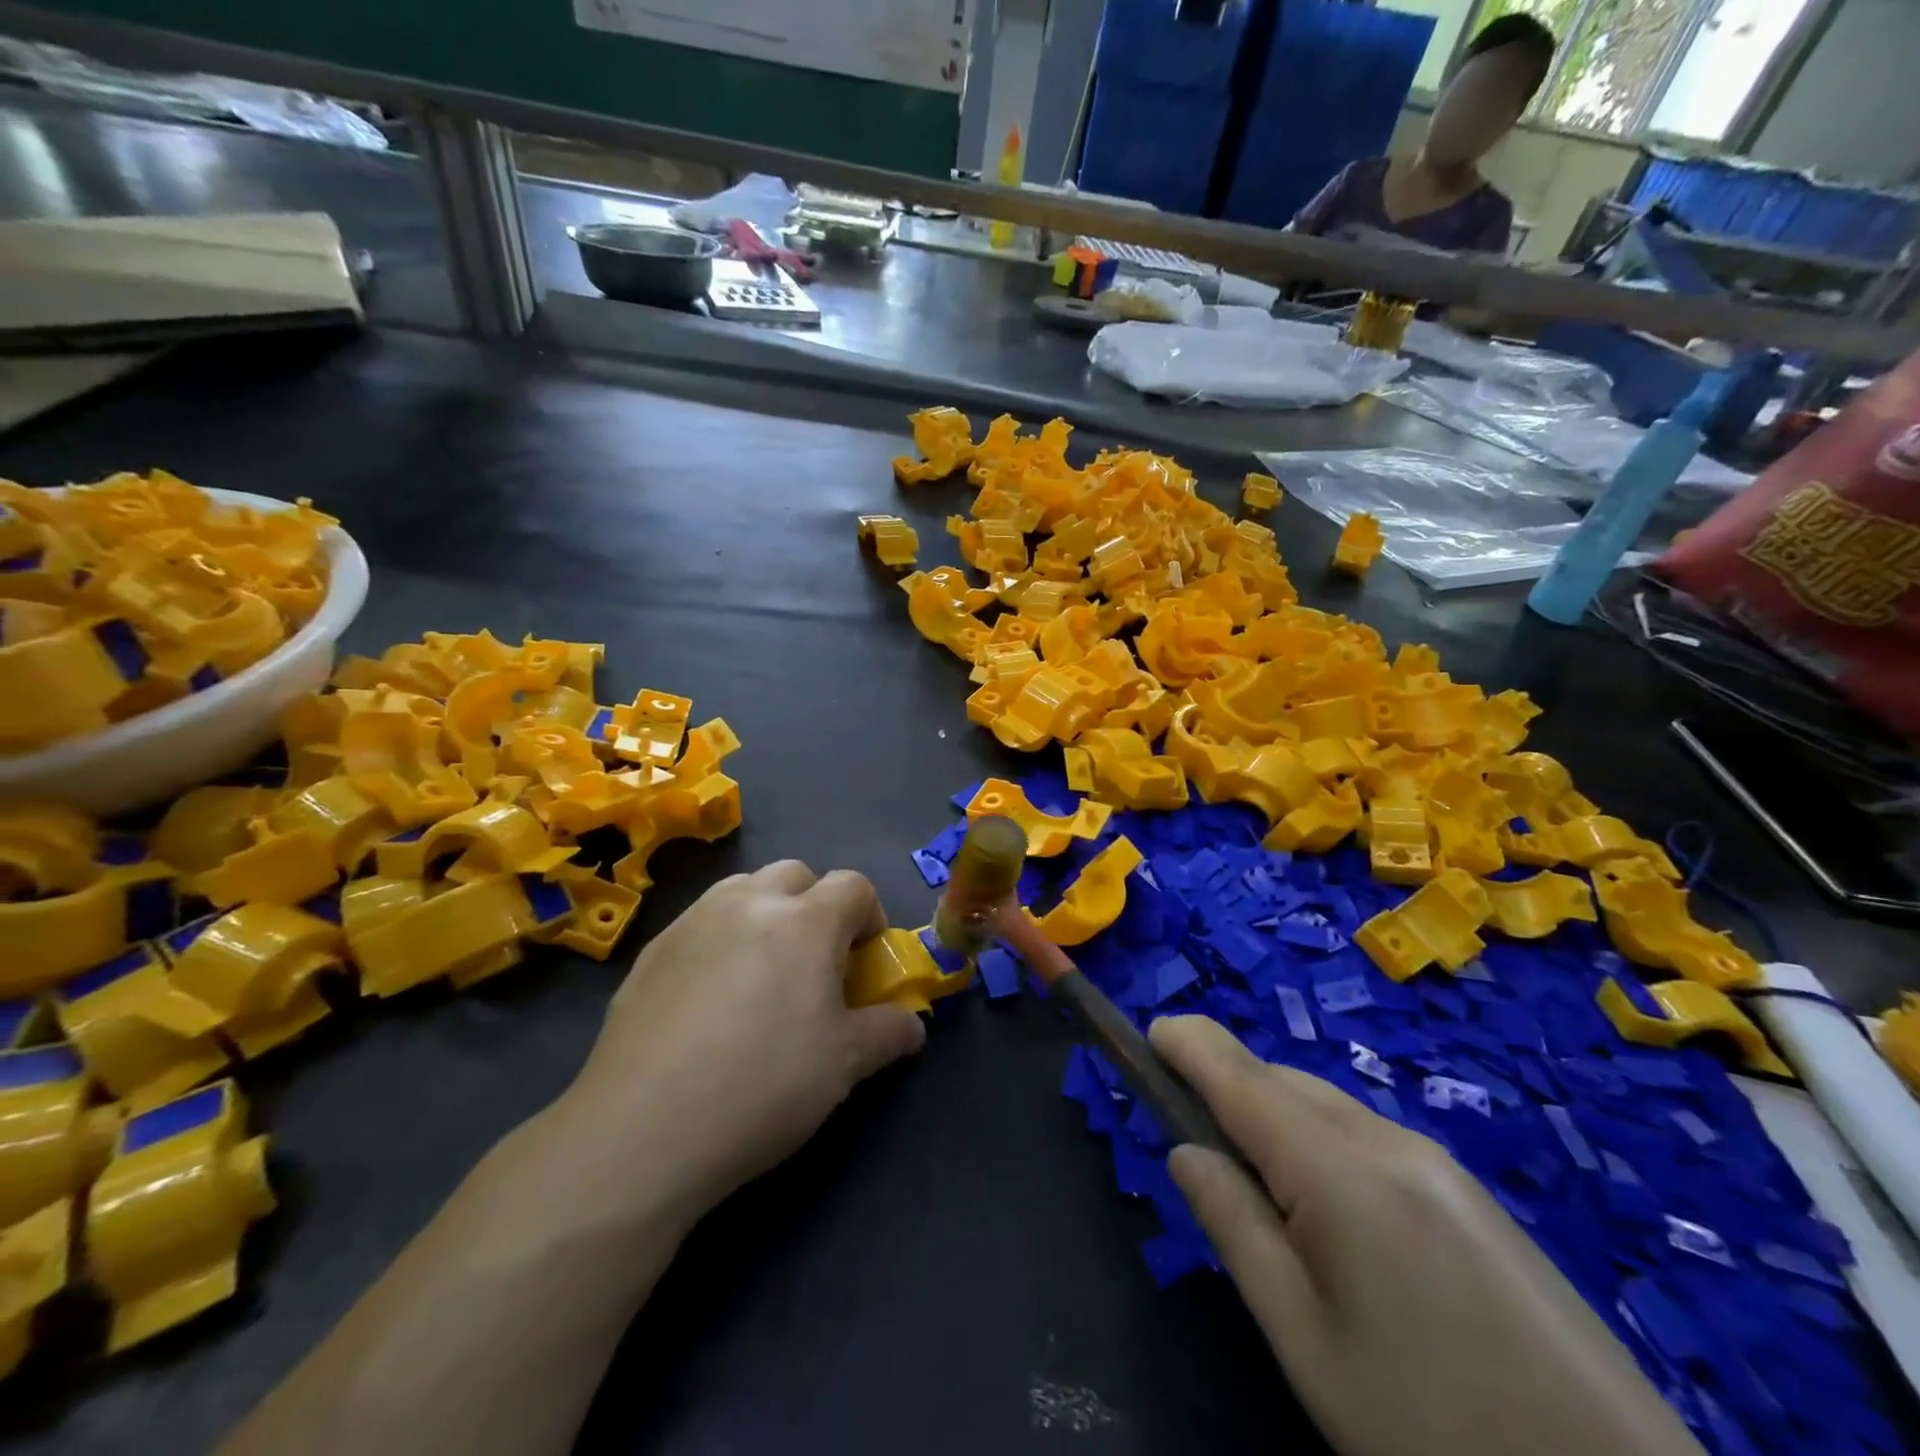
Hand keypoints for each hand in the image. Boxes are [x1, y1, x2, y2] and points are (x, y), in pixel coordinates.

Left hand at [560, 862, 926, 1218]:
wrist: (643, 1129)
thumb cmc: (763, 1086)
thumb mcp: (845, 1065)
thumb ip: (889, 1033)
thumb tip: (913, 1026)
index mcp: (806, 921)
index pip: (854, 886)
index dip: (870, 917)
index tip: (865, 961)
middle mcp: (750, 902)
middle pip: (798, 873)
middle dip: (817, 904)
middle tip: (815, 961)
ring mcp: (695, 920)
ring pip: (745, 888)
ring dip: (766, 911)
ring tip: (762, 970)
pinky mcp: (652, 948)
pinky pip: (701, 921)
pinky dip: (721, 937)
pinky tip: (709, 997)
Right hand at [1149, 1016, 1704, 1455]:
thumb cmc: (1427, 1422)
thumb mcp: (1304, 1338)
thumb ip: (1233, 1226)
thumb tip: (1185, 1150)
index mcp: (1341, 1170)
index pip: (1242, 1077)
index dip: (1191, 1045)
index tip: (1151, 1030)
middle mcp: (1389, 1141)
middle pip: (1283, 1083)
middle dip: (1227, 1083)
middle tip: (1186, 1123)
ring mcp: (1439, 1163)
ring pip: (1327, 1105)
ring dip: (1273, 1111)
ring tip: (1248, 1167)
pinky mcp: (1470, 1193)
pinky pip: (1367, 1136)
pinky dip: (1319, 1136)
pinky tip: (1323, 1199)